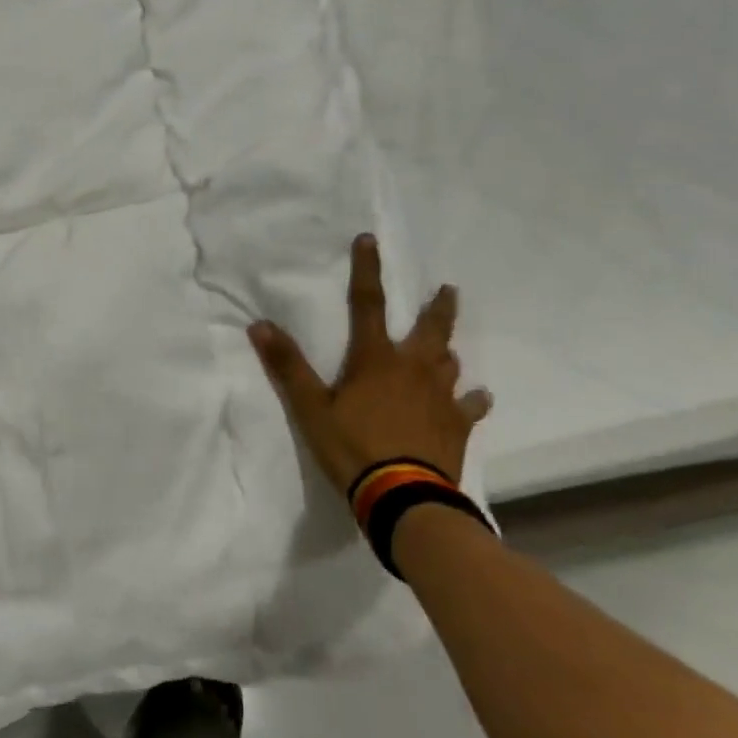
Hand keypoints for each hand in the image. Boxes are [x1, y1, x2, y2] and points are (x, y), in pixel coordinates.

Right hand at [249, 235, 491, 495]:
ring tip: (447, 346)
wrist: (404, 497)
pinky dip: (473, 399)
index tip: (370, 240)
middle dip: (437, 307)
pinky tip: (478, 398)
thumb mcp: (310, 408)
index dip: (367, 270)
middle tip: (448, 290)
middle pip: (430, 329)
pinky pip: (471, 406)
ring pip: (450, 362)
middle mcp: (413, 368)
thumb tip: (259, 325)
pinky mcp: (457, 426)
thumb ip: (287, 366)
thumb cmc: (352, 448)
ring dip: (447, 350)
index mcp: (375, 359)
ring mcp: (440, 397)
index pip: (368, 303)